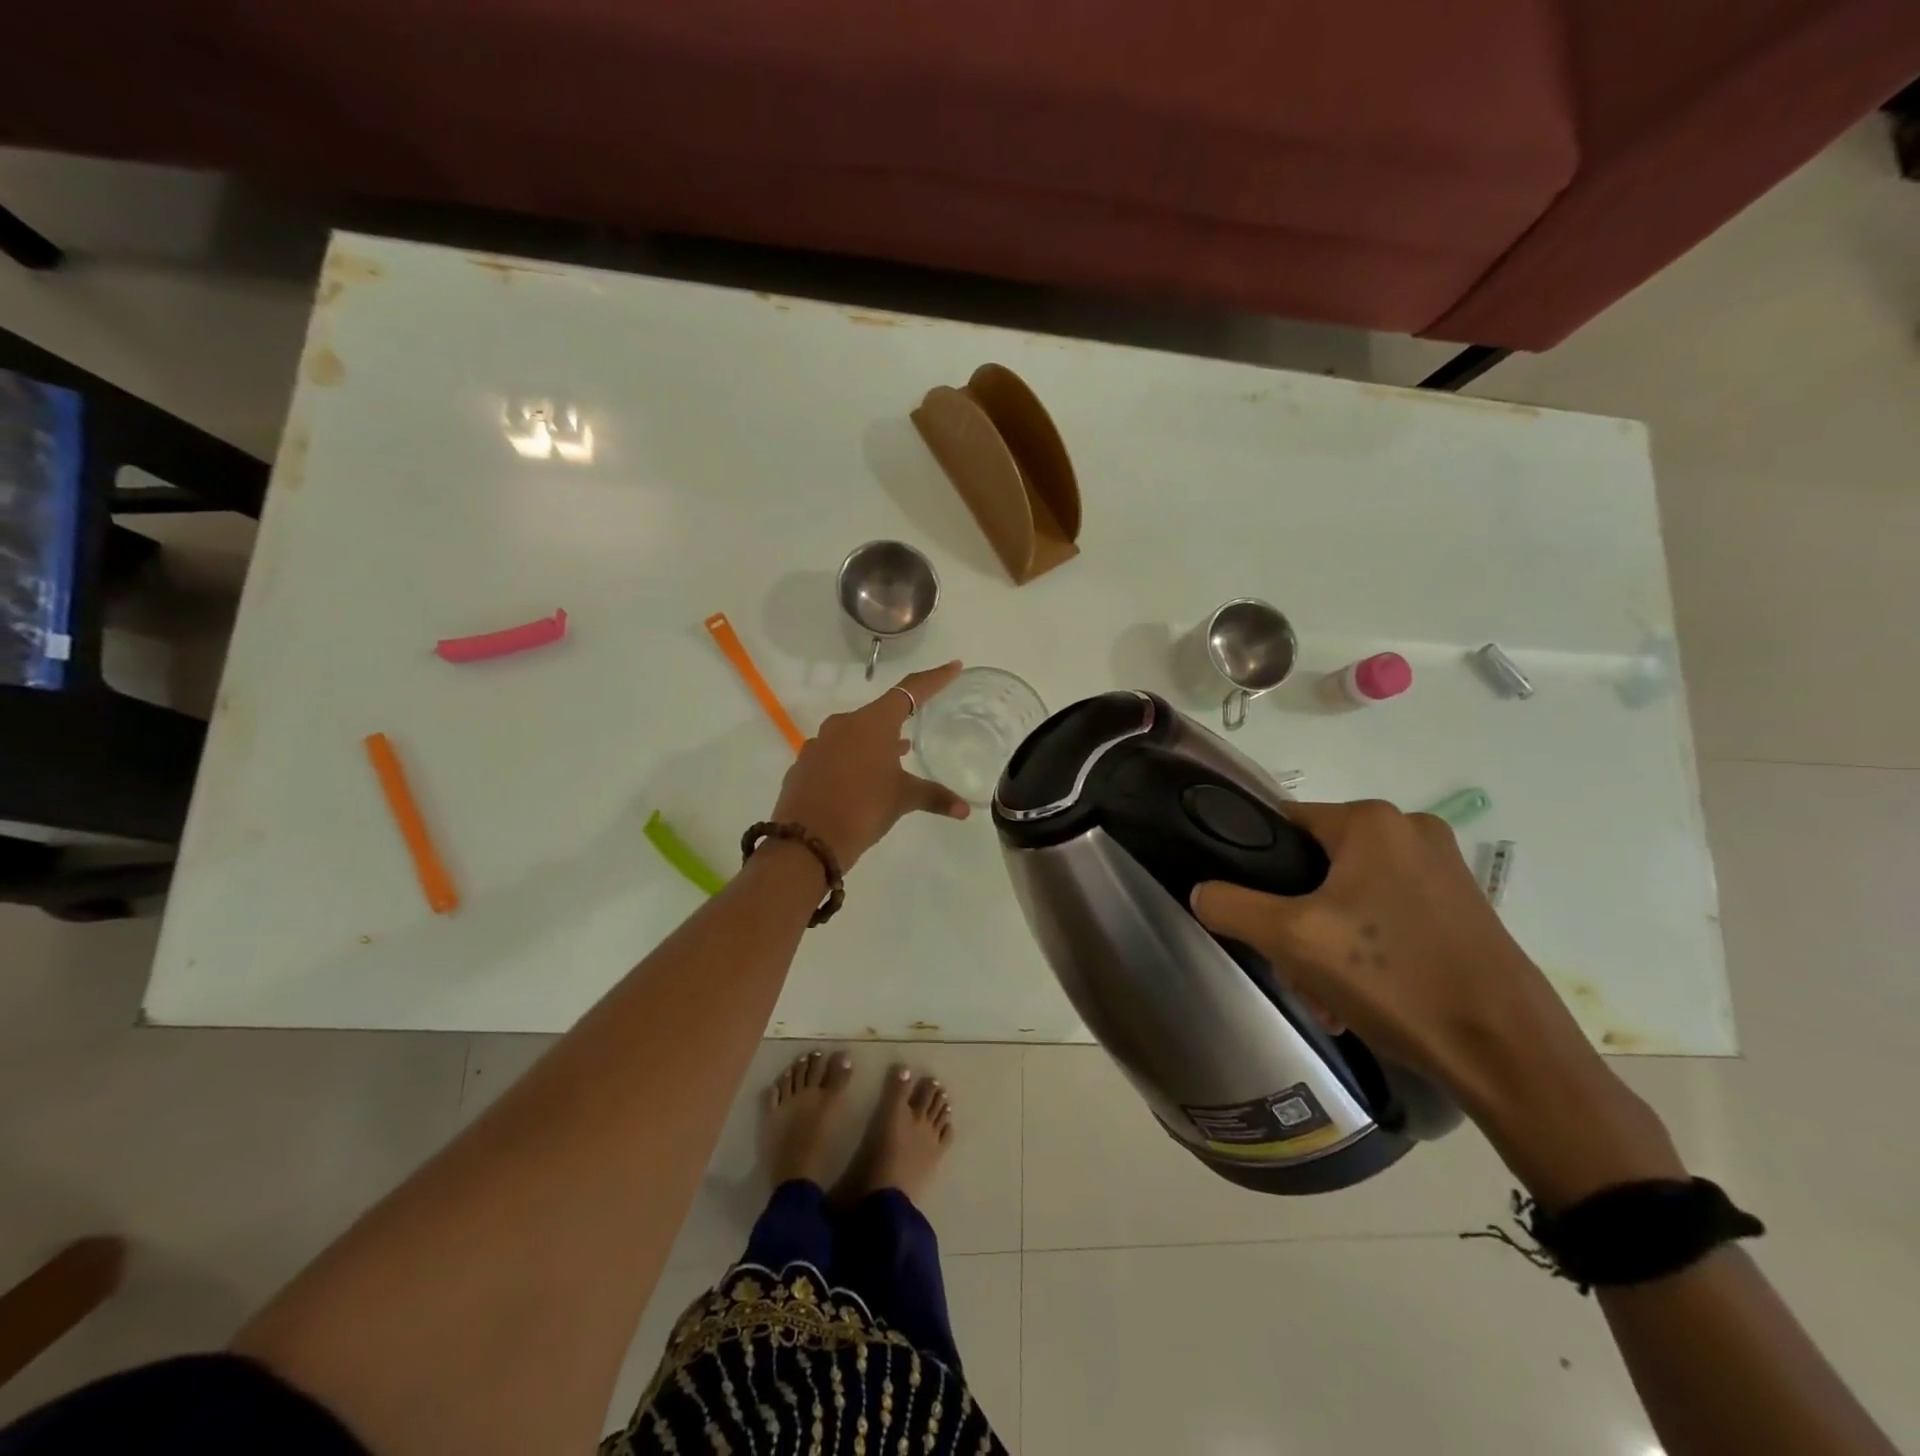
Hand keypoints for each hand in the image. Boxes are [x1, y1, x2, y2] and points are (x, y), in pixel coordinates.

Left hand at [770, 662, 969, 869]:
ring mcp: (819, 743)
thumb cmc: (862, 809)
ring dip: (875, 742)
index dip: (934, 679)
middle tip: (918, 725)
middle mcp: (844, 724)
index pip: (910, 691)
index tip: (953, 667)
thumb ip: (934, 797)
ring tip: (894, 757)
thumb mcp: (902, 800)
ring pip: (855, 733)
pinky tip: (859, 780)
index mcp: (872, 723)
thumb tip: (965, 810)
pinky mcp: (805, 764)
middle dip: (900, 720)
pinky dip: (852, 760)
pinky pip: (835, 753)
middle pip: (879, 713)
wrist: (806, 841)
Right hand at [1188, 800, 1585, 1111]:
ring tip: (1326, 996)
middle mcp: (1410, 830)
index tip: (1251, 914)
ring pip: (1349, 895)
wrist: (1509, 1054)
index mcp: (1372, 821)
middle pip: (1316, 865)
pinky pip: (1387, 913)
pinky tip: (1360, 997)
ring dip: (1325, 940)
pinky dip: (1365, 948)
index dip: (1256, 866)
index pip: (1283, 823)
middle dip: (1294, 918)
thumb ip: (1232, 906)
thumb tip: (1201, 891)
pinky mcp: (1462, 906)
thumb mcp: (1292, 940)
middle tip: (1292, 968)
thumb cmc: (1395, 980)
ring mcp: (1443, 869)